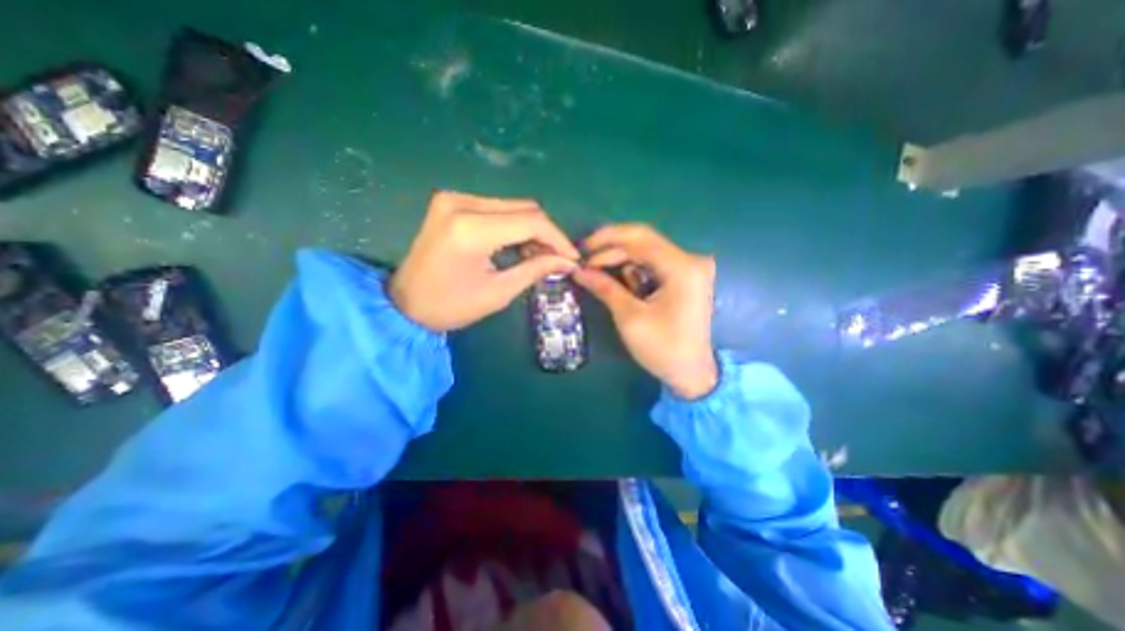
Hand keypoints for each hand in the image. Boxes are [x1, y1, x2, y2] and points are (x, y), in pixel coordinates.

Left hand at [391, 189, 579, 331]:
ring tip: (538, 256)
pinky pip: (496, 209)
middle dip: (546, 234)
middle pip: (523, 208)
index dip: (557, 239)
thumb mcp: (498, 292)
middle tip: (556, 259)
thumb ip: (535, 269)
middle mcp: (461, 203)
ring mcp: (453, 199)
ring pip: (512, 207)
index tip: (572, 257)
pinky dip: (513, 226)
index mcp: (470, 229)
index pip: (531, 221)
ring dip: (531, 230)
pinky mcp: (451, 203)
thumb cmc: (450, 306)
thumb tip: (567, 261)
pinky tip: (518, 246)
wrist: (405, 304)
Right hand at [576, 224, 715, 395]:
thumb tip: (578, 271)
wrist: (692, 373)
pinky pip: (654, 264)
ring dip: (620, 260)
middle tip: (585, 262)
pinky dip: (634, 270)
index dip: (606, 239)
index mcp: (681, 267)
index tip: (581, 250)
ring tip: (597, 272)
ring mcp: (689, 268)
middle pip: (643, 241)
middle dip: (611, 249)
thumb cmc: (663, 348)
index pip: (638, 238)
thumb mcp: (630, 317)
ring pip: (646, 251)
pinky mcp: (685, 278)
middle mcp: (689, 260)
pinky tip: (621, 282)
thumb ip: (605, 288)